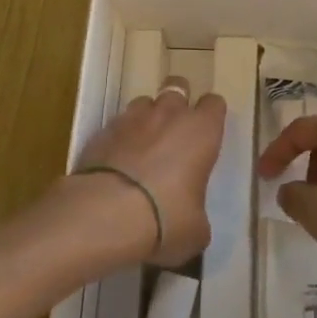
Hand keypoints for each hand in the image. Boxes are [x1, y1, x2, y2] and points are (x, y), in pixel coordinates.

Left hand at [68, 75, 225, 267]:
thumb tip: (190, 221)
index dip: (211, 116)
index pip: (214, 104)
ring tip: (144, 144)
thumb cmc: (165, 218)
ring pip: (144, 101)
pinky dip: (120, 137)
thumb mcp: (195, 230)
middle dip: (179, 102)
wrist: (106, 213)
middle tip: (176, 130)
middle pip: (178, 87)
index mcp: (202, 131)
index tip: (208, 134)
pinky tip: (117, 161)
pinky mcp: (102, 130)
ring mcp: (132, 118)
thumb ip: (197, 216)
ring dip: (148, 117)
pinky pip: (117, 124)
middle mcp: (169, 114)